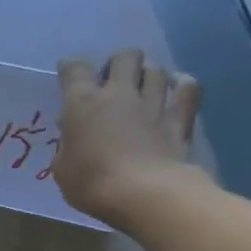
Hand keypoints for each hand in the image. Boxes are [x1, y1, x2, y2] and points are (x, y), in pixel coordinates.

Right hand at [53, 49, 203, 224]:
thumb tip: (73, 135)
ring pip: (155, 69)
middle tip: (111, 82)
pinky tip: (177, 87)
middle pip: (125, 57)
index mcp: (82, 104)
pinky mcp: (180, 118)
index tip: (68, 75)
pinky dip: (182, 85)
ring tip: (141, 88)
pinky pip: (188, 89)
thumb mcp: (62, 169)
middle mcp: (118, 94)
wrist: (144, 194)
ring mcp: (153, 103)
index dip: (70, 68)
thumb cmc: (91, 184)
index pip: (75, 69)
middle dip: (118, 64)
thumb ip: (67, 146)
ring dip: (147, 74)